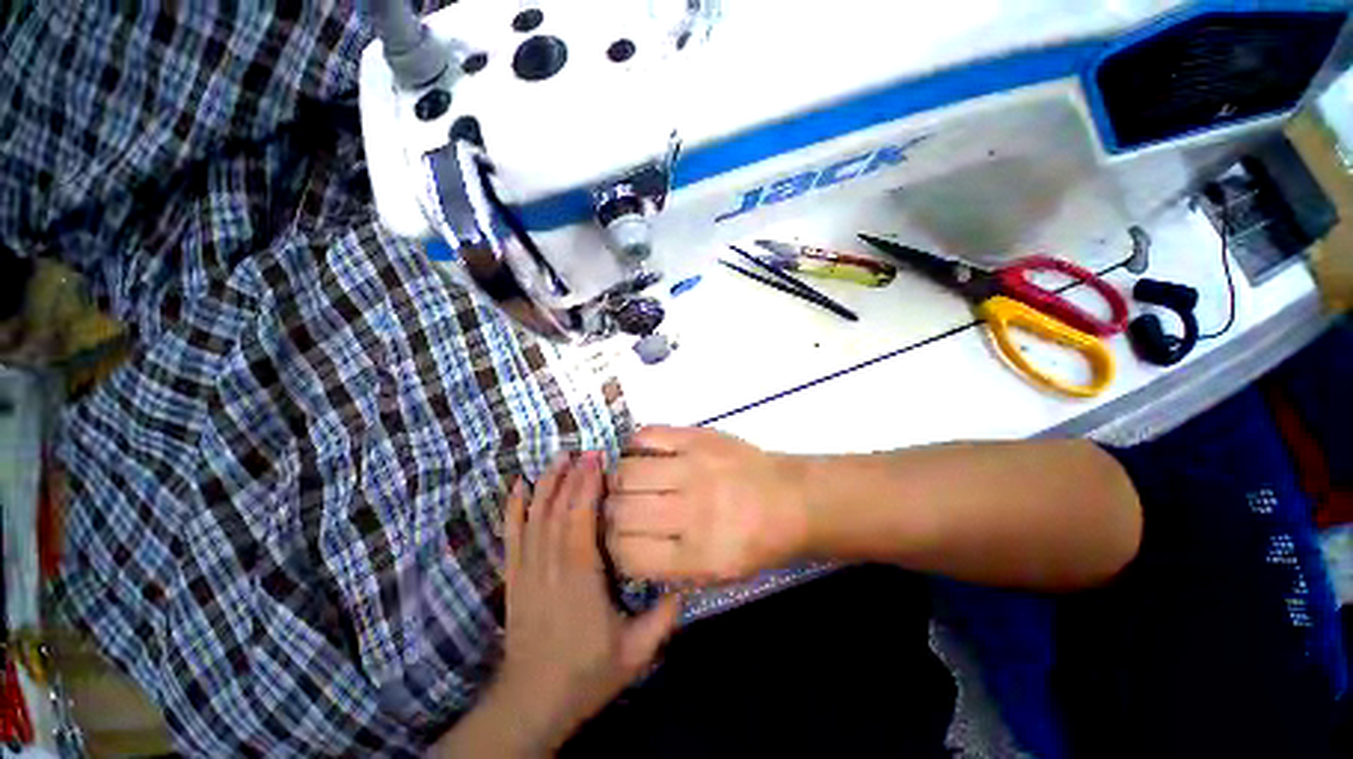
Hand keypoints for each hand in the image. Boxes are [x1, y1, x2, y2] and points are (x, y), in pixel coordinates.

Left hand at [485, 452, 681, 754]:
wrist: (532, 703)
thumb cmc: (586, 674)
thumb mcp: (635, 653)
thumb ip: (662, 619)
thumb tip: (686, 585)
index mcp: (580, 577)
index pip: (581, 519)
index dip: (588, 485)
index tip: (598, 460)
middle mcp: (551, 565)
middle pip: (559, 509)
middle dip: (572, 475)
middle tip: (585, 450)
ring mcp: (528, 569)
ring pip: (536, 516)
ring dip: (547, 483)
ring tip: (558, 457)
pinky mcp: (513, 577)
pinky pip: (511, 535)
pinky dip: (513, 508)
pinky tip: (517, 486)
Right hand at [606, 426, 811, 583]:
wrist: (792, 499)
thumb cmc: (757, 542)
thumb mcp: (716, 576)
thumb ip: (665, 568)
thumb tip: (619, 546)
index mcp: (699, 557)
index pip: (626, 554)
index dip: (612, 547)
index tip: (616, 539)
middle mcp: (693, 512)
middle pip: (621, 512)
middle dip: (610, 514)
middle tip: (620, 509)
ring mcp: (695, 468)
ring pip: (626, 473)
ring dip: (618, 480)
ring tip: (629, 482)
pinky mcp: (699, 437)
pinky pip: (647, 435)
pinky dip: (635, 447)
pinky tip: (643, 456)